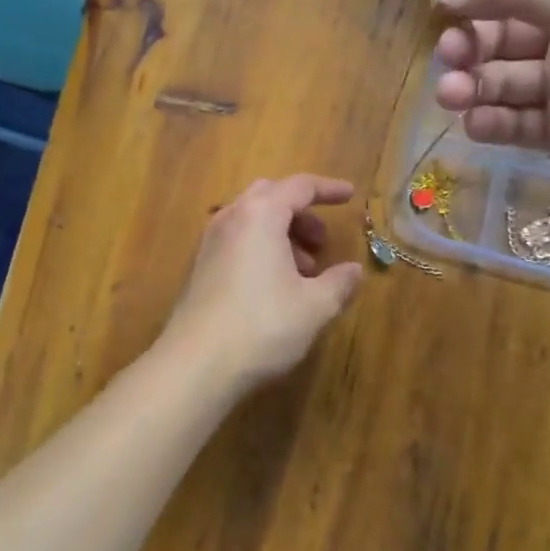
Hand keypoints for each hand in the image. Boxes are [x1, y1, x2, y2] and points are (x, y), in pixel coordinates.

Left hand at [160, 175, 363, 391]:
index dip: (327, 189)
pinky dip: (260, 250)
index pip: (298, 186)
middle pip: (269, 197)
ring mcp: (209, 244)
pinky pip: (235, 243)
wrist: (196, 364)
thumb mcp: (314, 306)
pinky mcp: (199, 269)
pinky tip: (275, 287)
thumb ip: (339, 283)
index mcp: (259, 215)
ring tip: (305, 273)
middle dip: (300, 213)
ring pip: (250, 222)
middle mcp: (229, 220)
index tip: (349, 196)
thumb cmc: (262, 326)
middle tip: (322, 242)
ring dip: (281, 235)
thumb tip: (353, 271)